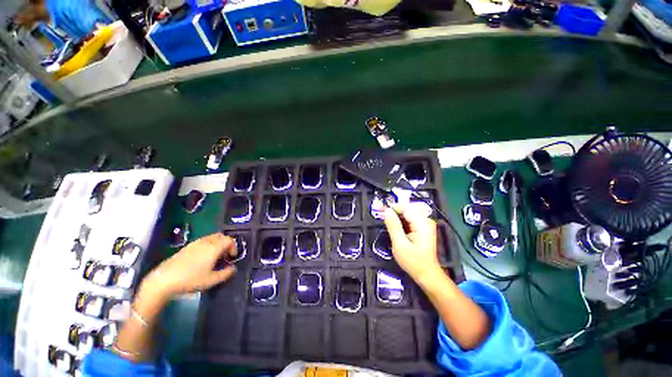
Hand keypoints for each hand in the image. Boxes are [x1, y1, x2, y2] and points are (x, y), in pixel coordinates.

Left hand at [140, 233, 237, 300]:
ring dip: (217, 244)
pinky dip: (208, 245)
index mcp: (214, 248)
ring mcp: (195, 243)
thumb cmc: (190, 280)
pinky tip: (203, 258)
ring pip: (212, 237)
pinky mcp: (187, 247)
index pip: (229, 240)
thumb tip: (233, 269)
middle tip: (225, 255)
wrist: (164, 280)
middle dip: (226, 243)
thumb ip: (225, 274)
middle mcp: (206, 242)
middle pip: (221, 236)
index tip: (231, 258)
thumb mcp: (211, 280)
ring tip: (215, 257)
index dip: (234, 247)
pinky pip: (203, 241)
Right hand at [383, 204, 441, 282]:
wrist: (427, 274)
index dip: (392, 207)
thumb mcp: (400, 244)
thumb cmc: (413, 261)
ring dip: (396, 217)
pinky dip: (401, 222)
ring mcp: (425, 224)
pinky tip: (395, 228)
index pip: (405, 207)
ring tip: (386, 222)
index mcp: (422, 223)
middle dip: (393, 212)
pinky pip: (409, 220)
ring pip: (407, 214)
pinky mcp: (423, 228)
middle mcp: (426, 221)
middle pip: (407, 209)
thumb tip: (386, 210)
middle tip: (381, 216)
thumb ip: (393, 225)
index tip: (380, 208)